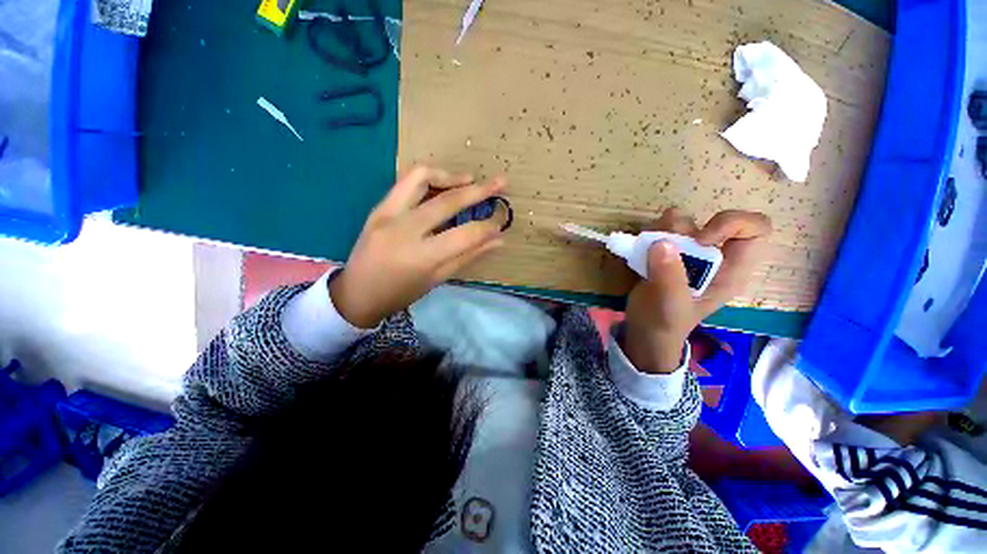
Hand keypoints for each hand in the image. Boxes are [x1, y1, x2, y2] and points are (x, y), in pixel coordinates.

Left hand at [330, 166, 506, 327]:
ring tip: (469, 180)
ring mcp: (387, 214)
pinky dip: (429, 177)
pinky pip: (406, 181)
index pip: (464, 235)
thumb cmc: (401, 293)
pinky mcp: (378, 206)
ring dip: (450, 175)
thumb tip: (497, 240)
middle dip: (479, 190)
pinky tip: (443, 184)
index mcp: (421, 257)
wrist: (357, 292)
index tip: (500, 223)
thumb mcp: (438, 279)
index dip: (487, 227)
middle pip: (447, 201)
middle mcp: (404, 230)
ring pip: (421, 177)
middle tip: (501, 181)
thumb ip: (468, 256)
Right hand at [622, 208, 771, 372]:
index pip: (756, 229)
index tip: (700, 240)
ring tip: (647, 254)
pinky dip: (648, 235)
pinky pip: (659, 229)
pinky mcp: (667, 251)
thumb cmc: (665, 323)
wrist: (645, 329)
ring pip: (680, 220)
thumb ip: (669, 276)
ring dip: (660, 231)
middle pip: (707, 220)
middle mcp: (714, 255)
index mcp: (732, 270)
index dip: (731, 224)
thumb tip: (661, 242)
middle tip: (661, 250)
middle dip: (681, 231)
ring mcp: (689, 252)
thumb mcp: (671, 304)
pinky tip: (641, 253)